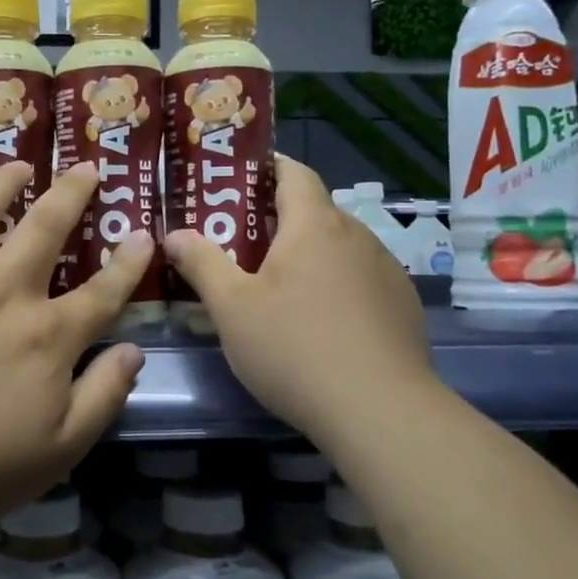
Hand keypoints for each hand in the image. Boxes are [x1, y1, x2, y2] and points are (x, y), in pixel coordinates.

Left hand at [0, 160, 152, 540]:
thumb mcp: (61, 449)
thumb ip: (104, 395)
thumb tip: (135, 351)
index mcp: (48, 336)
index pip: (104, 291)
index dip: (129, 262)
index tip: (144, 235)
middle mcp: (4, 293)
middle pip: (47, 228)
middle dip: (73, 193)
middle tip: (87, 168)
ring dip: (3, 180)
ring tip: (19, 163)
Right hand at [164, 156, 436, 443]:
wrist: (380, 411)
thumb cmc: (294, 348)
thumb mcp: (231, 308)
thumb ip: (201, 264)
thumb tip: (174, 234)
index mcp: (314, 225)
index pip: (294, 172)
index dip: (268, 167)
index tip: (240, 178)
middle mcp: (356, 236)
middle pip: (315, 211)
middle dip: (280, 219)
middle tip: (243, 242)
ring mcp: (386, 271)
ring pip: (340, 247)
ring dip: (310, 254)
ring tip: (280, 285)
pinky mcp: (403, 306)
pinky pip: (362, 279)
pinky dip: (338, 285)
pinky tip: (322, 322)